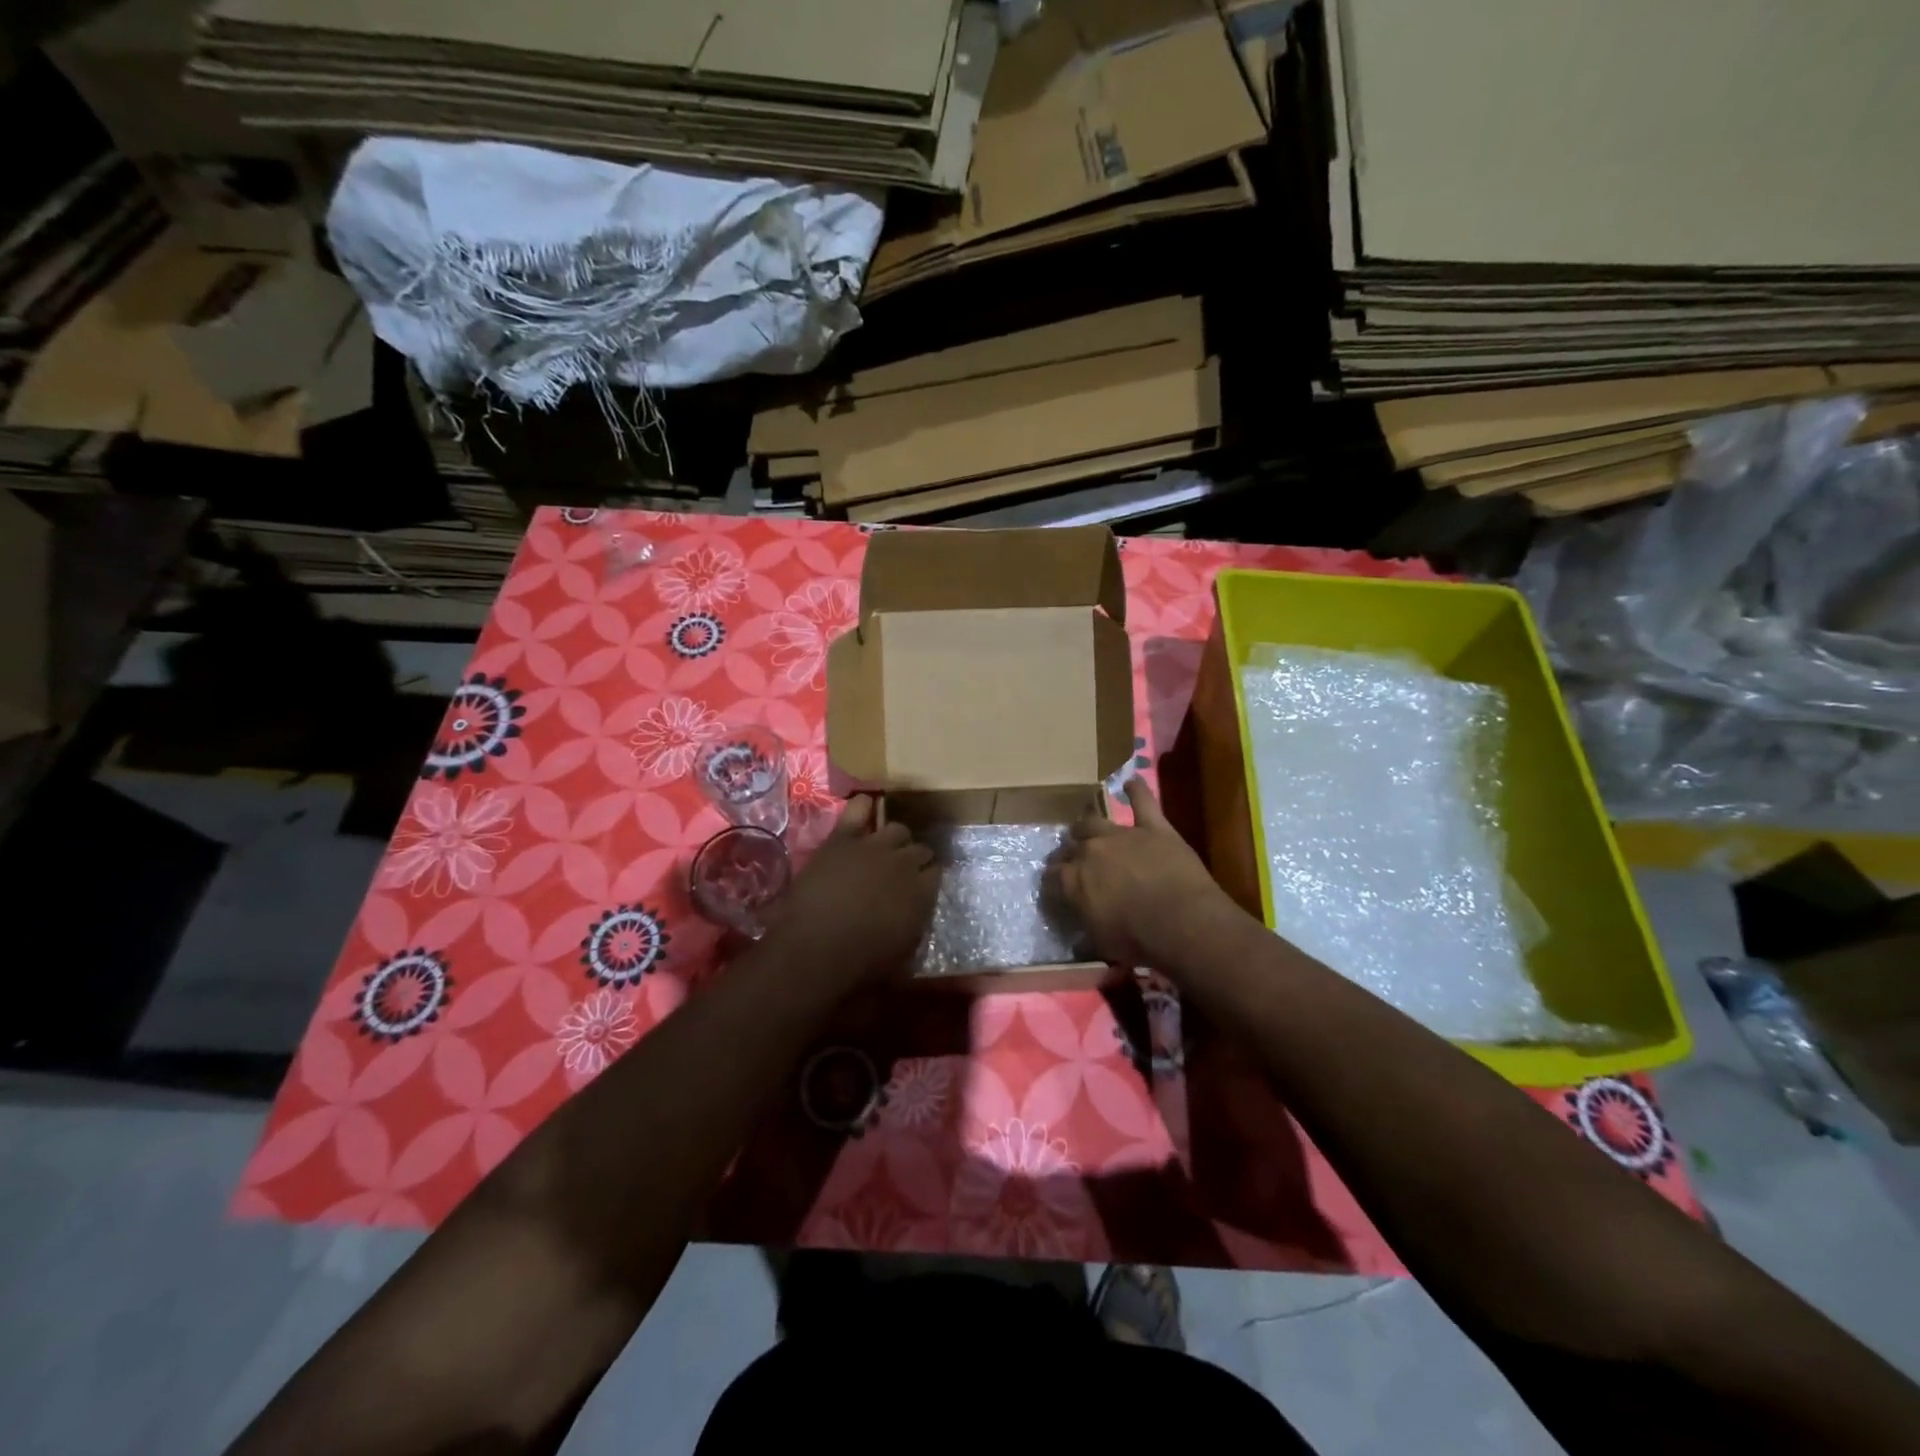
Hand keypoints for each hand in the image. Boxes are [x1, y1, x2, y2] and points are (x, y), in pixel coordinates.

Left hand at [775, 796, 938, 987]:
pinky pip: (858, 810)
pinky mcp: (843, 839)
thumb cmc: (860, 965)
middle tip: (900, 873)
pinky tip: (866, 809)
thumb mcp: (903, 954)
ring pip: (897, 830)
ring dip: (895, 840)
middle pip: (920, 849)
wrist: (815, 950)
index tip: (920, 888)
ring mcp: (873, 847)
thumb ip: (914, 923)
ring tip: (885, 850)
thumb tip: (916, 911)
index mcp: (922, 893)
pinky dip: (863, 808)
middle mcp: (904, 864)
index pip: (936, 873)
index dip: (928, 879)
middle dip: (914, 860)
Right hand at [1048, 779, 1241, 970]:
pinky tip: (1131, 781)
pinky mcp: (1153, 827)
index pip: (1052, 876)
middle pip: (1070, 845)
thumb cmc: (1138, 940)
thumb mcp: (1100, 939)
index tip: (1055, 887)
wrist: (1182, 922)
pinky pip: (1143, 802)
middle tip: (1072, 860)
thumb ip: (1086, 918)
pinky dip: (1137, 790)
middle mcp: (1090, 851)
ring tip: (1087, 827)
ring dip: (1088, 825)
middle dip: (1068, 852)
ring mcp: (1122, 835)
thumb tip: (1083, 913)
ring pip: (1094, 821)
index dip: (1053, 881)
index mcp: (1072, 880)